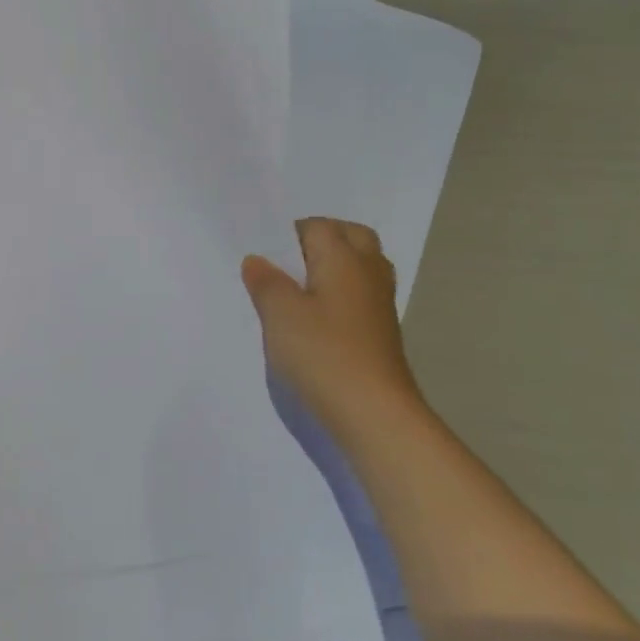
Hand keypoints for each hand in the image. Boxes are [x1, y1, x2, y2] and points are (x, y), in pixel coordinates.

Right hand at [241, 218, 419, 434]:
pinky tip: (318, 318)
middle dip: (322, 240)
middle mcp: (368, 272)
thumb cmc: (323, 353)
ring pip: (362, 266)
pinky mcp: (382, 332)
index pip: (318, 226)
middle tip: (289, 263)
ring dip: (335, 267)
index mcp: (344, 258)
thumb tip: (257, 260)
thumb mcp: (280, 314)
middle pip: (351, 236)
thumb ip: (266, 282)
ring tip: (301, 289)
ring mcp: (380, 304)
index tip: (266, 257)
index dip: (290, 235)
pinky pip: (362, 294)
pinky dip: (342, 294)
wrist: (375, 413)